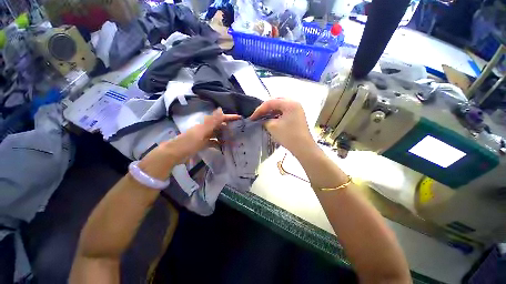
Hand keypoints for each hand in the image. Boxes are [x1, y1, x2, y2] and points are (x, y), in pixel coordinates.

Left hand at [139, 108, 239, 178]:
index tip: (240, 118)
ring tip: (235, 140)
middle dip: (229, 127)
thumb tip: (221, 109)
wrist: (175, 153)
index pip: (220, 118)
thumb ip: (212, 121)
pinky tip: (225, 147)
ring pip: (218, 134)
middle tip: (240, 131)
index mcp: (206, 124)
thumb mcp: (202, 131)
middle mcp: (206, 128)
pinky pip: (214, 142)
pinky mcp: (203, 143)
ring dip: (225, 136)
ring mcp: (205, 136)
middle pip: (220, 126)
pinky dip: (219, 144)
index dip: (230, 117)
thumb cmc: (189, 142)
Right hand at [250, 98, 314, 155]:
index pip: (270, 102)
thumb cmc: (288, 136)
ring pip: (280, 107)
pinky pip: (284, 112)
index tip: (252, 117)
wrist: (303, 148)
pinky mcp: (297, 116)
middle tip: (258, 115)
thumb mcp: (272, 126)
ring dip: (271, 111)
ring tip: (263, 117)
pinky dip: (277, 115)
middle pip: (276, 102)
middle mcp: (294, 103)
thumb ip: (265, 120)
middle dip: (265, 108)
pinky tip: (272, 120)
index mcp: (289, 103)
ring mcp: (297, 110)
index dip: (259, 110)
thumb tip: (262, 120)